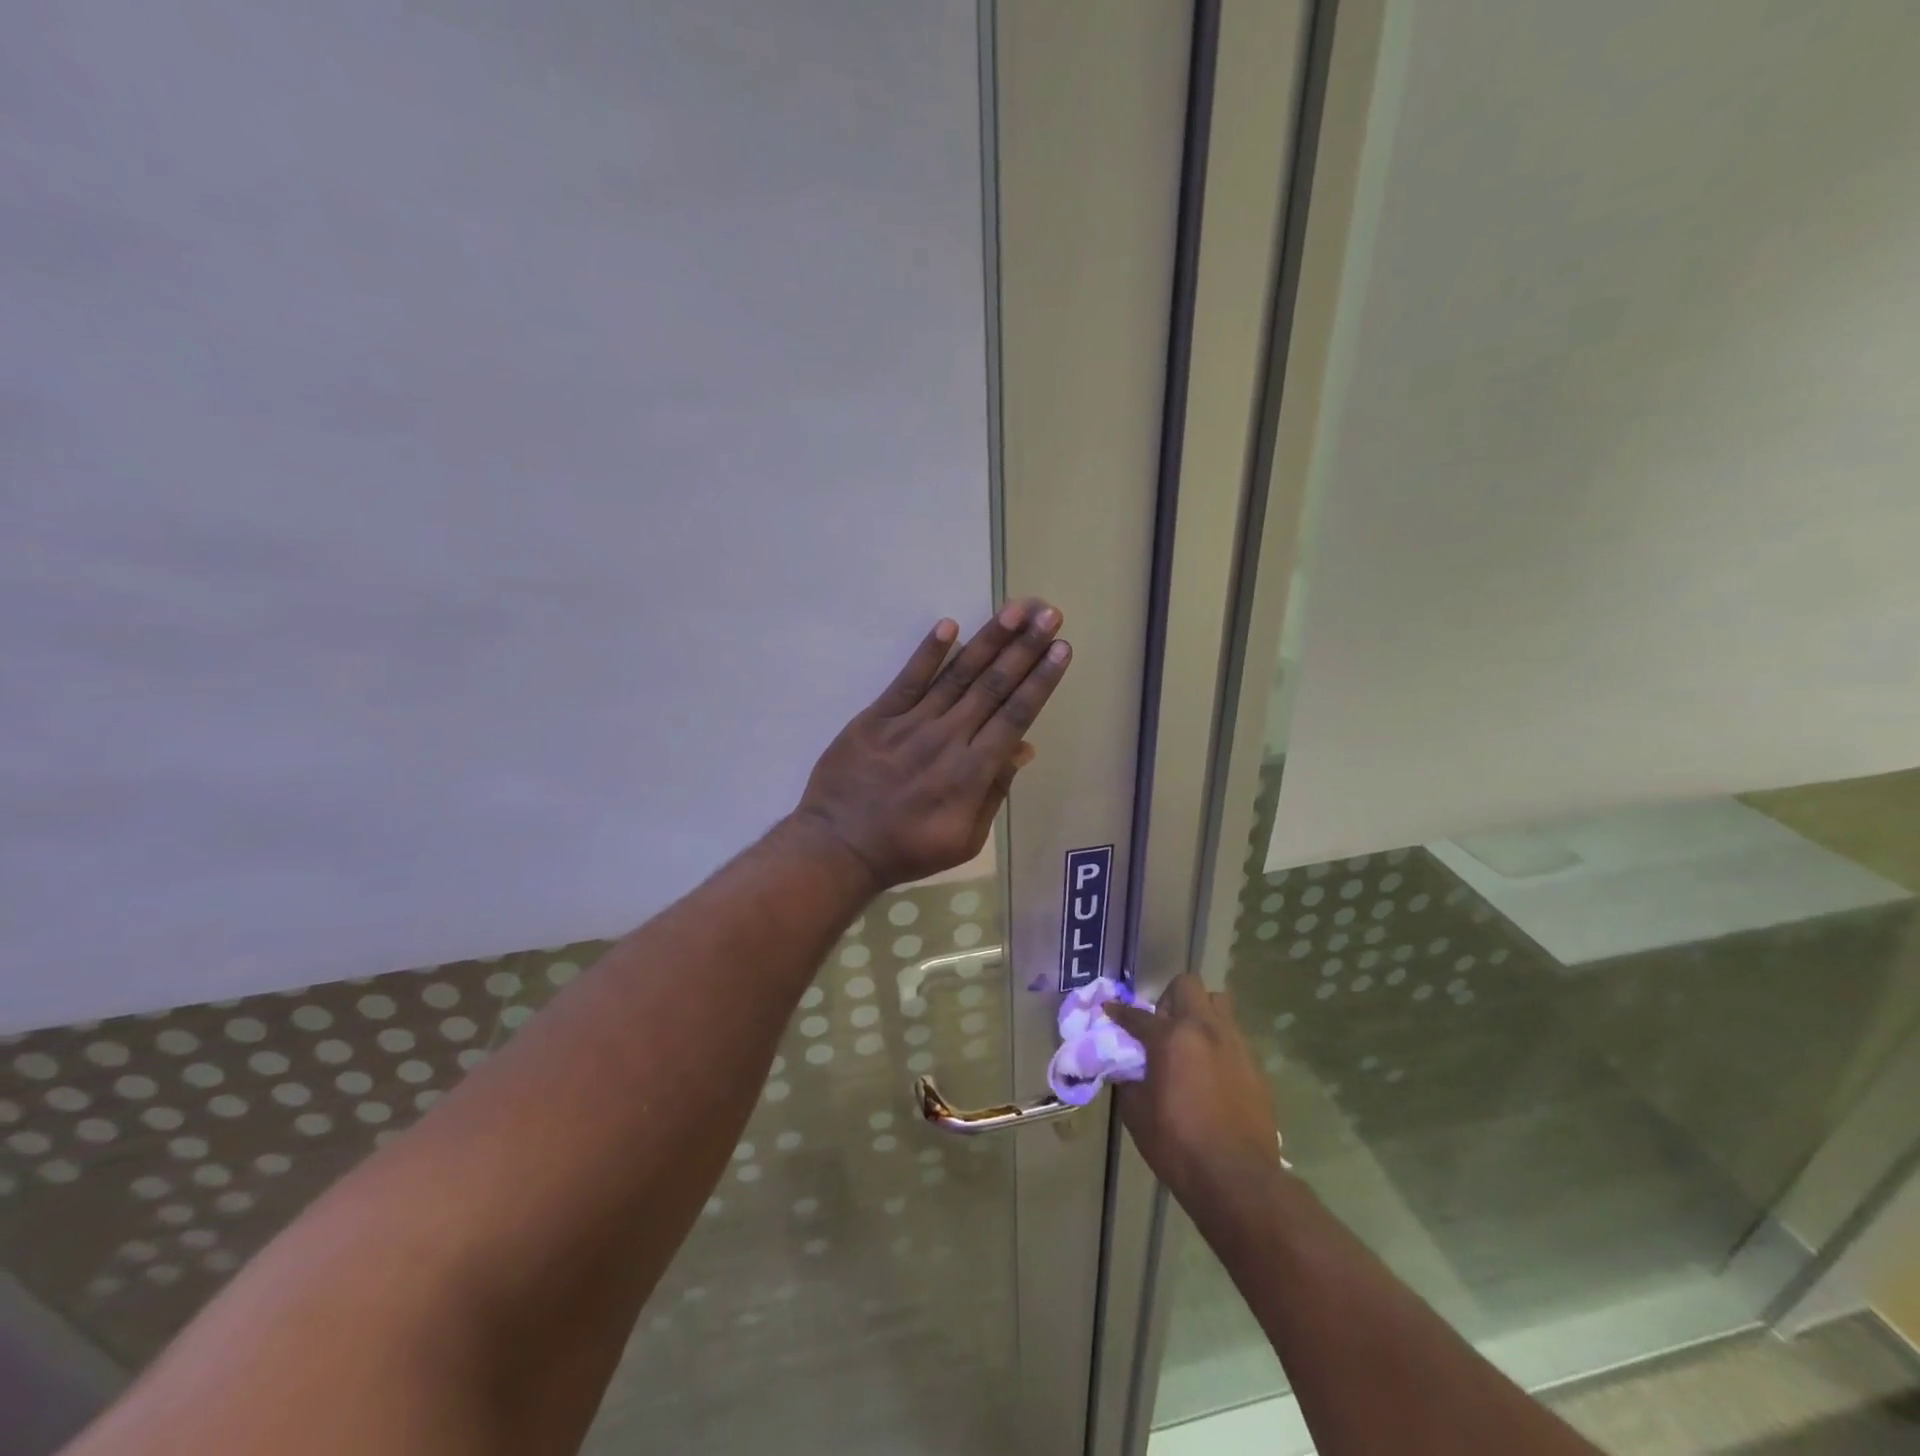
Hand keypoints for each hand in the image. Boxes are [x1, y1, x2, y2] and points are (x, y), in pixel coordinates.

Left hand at [790, 599, 1070, 890]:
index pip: (1016, 716)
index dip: (1040, 680)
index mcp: (972, 772)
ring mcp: (910, 724)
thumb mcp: (964, 839)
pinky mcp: (877, 717)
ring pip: (957, 676)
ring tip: (1015, 609)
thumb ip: (994, 792)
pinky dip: (928, 653)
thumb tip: (1023, 748)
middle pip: (993, 686)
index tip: (1061, 649)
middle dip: (1024, 648)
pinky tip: (949, 626)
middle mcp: (947, 739)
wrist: (839, 847)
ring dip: (988, 640)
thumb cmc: (907, 849)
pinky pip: (907, 680)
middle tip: (1049, 613)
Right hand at [1105, 976, 1282, 1209]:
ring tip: (1191, 1044)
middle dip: (1169, 1000)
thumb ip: (1128, 1079)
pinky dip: (1218, 1043)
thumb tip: (1126, 1066)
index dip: (1119, 1012)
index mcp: (1172, 1038)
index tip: (1110, 1010)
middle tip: (1162, 1027)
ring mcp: (1235, 1045)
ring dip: (1200, 1014)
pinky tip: (1211, 1073)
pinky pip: (1234, 1037)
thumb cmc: (1178, 1145)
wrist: (1239, 1180)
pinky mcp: (1255, 1066)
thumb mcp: (1137, 1113)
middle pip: (1187, 986)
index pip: (1137, 1015)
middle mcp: (1205, 1030)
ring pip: (1219, 1004)